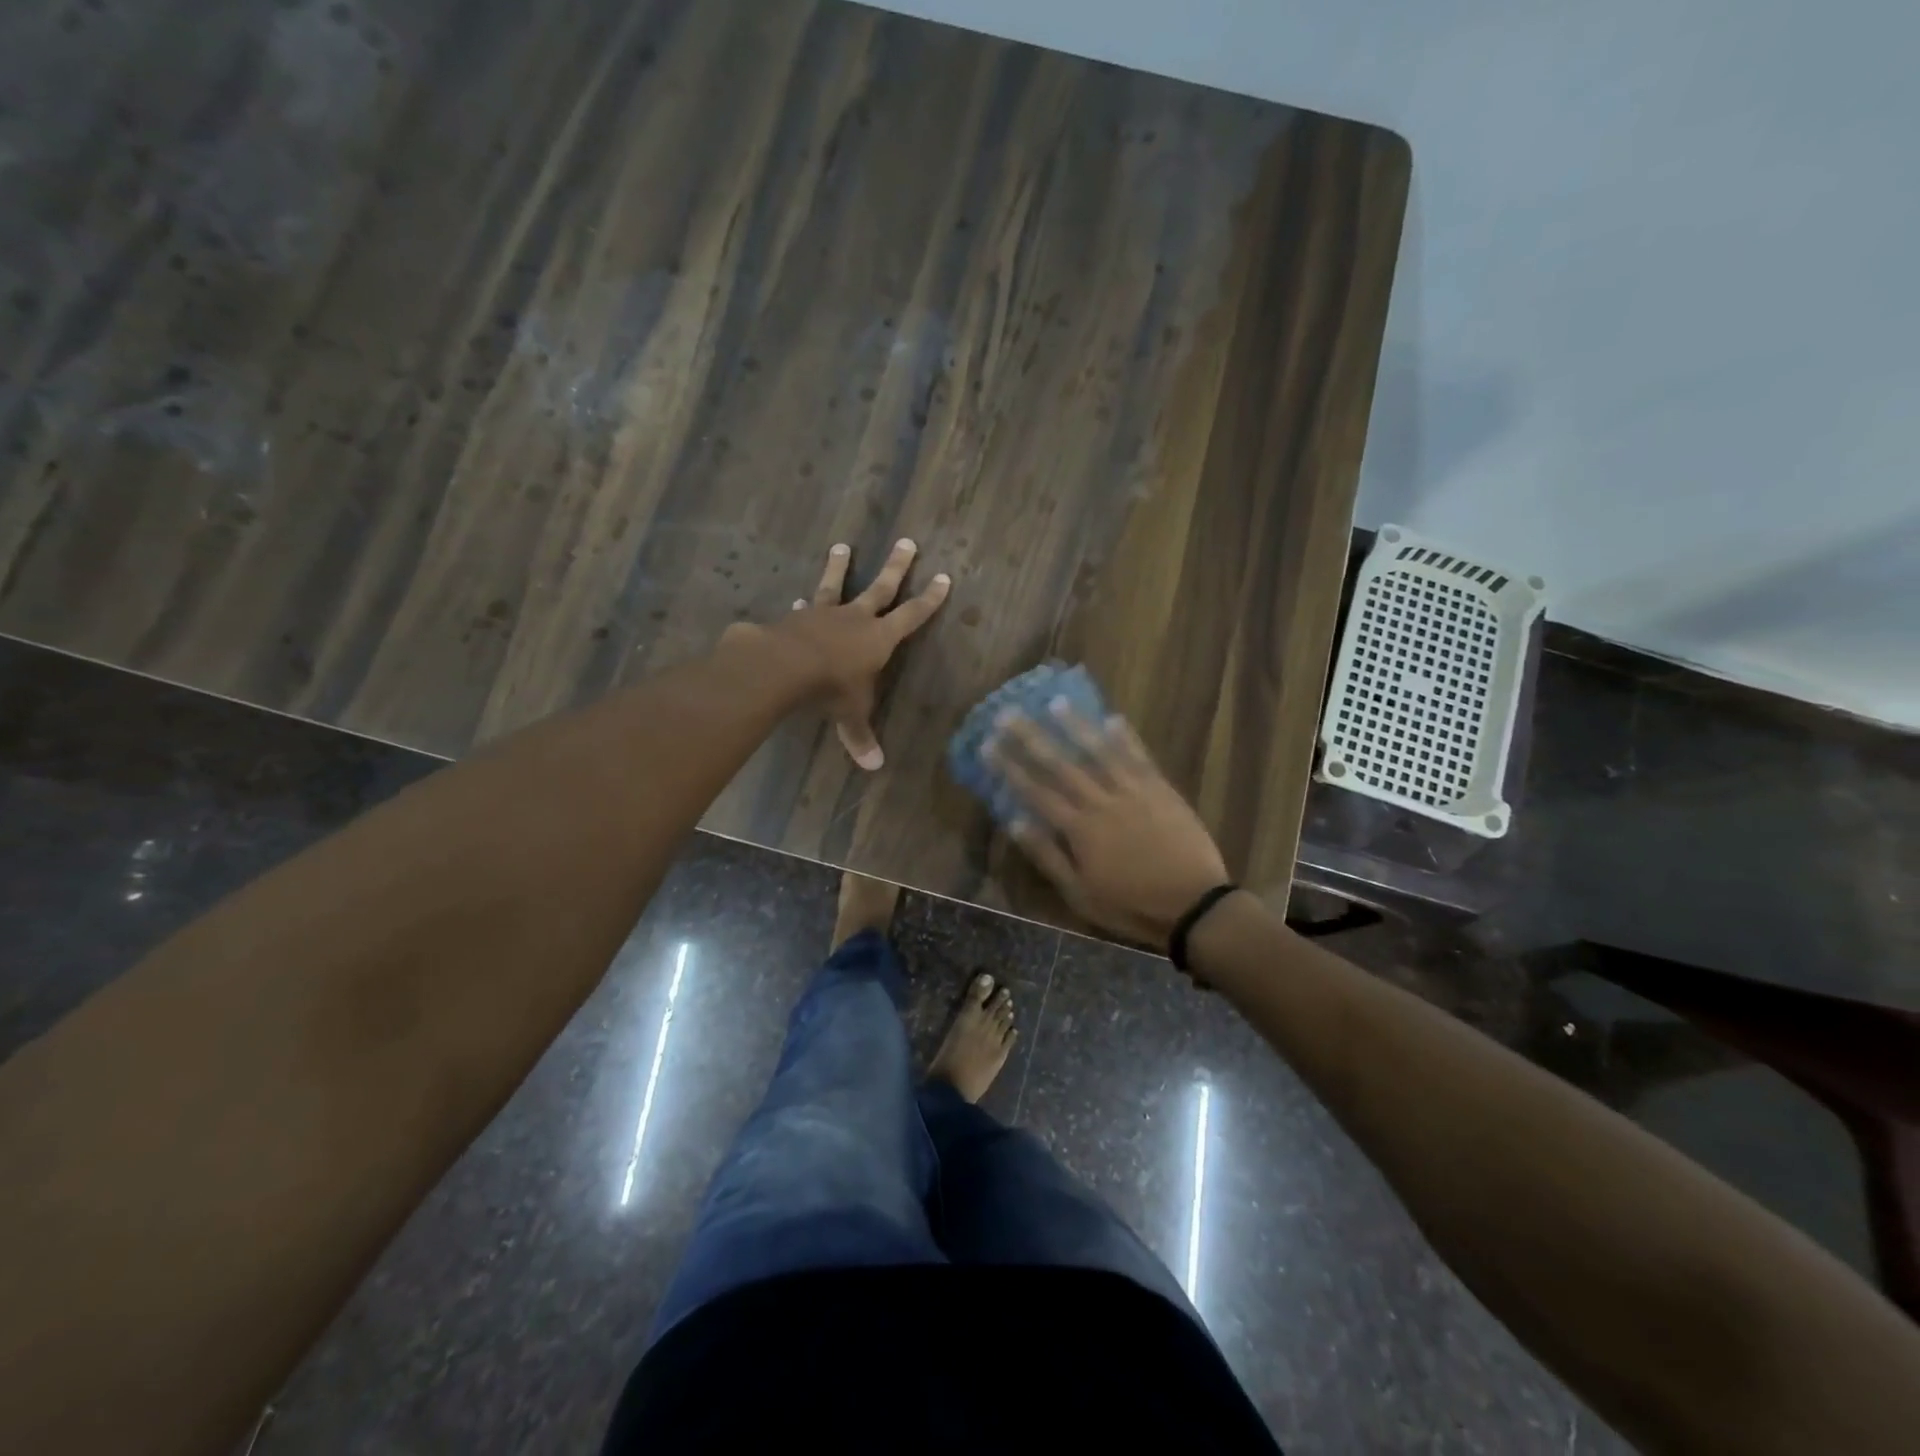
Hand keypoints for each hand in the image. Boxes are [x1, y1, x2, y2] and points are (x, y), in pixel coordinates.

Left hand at [730, 539, 949, 769]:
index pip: (912, 616)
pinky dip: (804, 604)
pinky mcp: (797, 617)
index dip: (929, 599)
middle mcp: (856, 619)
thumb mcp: (851, 714)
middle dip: (896, 566)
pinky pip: (805, 607)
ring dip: (840, 566)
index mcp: (880, 638)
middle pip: (882, 587)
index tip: (944, 578)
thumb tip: (875, 767)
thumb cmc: (830, 688)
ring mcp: (825, 614)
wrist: (784, 666)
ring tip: (841, 546)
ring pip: (837, 585)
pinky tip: (799, 599)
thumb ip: (861, 735)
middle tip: (907, 542)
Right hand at [989, 705, 1228, 944]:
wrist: (1194, 905)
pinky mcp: (1161, 790)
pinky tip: (1113, 718)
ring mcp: (1134, 792)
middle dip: (1032, 737)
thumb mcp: (1080, 894)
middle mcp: (1102, 802)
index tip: (988, 745)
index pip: (1036, 792)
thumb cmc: (1131, 906)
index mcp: (1079, 829)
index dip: (1010, 767)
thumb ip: (1048, 856)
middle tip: (1009, 713)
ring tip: (1056, 702)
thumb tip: (1015, 822)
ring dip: (1076, 726)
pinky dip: (1126, 738)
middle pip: (1061, 765)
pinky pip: (1140, 757)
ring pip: (1100, 752)